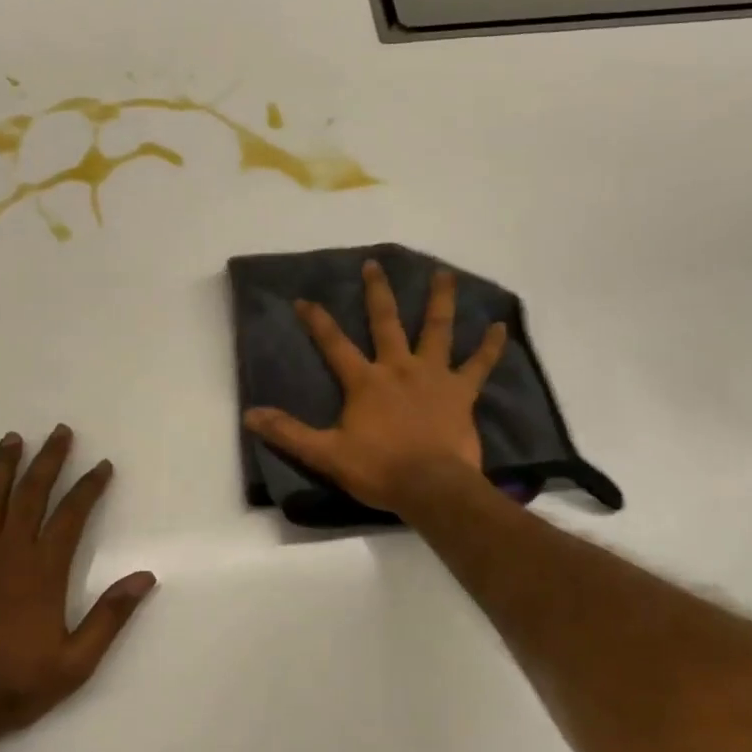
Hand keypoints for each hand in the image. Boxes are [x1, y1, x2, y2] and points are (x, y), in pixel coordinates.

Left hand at [0, 425, 155, 742]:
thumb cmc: (19, 684)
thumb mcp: (77, 661)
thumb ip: (110, 616)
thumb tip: (146, 577)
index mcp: (44, 571)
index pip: (72, 516)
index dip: (89, 487)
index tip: (102, 466)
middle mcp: (9, 554)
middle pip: (31, 495)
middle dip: (49, 461)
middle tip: (60, 432)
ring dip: (2, 468)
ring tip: (12, 438)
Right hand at [244, 261, 506, 514]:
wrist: (432, 488)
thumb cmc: (379, 470)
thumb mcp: (326, 454)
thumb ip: (289, 433)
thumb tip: (250, 416)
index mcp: (365, 381)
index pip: (334, 344)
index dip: (317, 321)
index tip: (303, 299)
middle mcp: (399, 368)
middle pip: (386, 322)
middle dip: (378, 292)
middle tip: (374, 264)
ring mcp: (434, 376)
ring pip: (437, 330)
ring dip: (440, 301)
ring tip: (445, 274)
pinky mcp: (462, 393)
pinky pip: (479, 365)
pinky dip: (490, 347)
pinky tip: (501, 327)